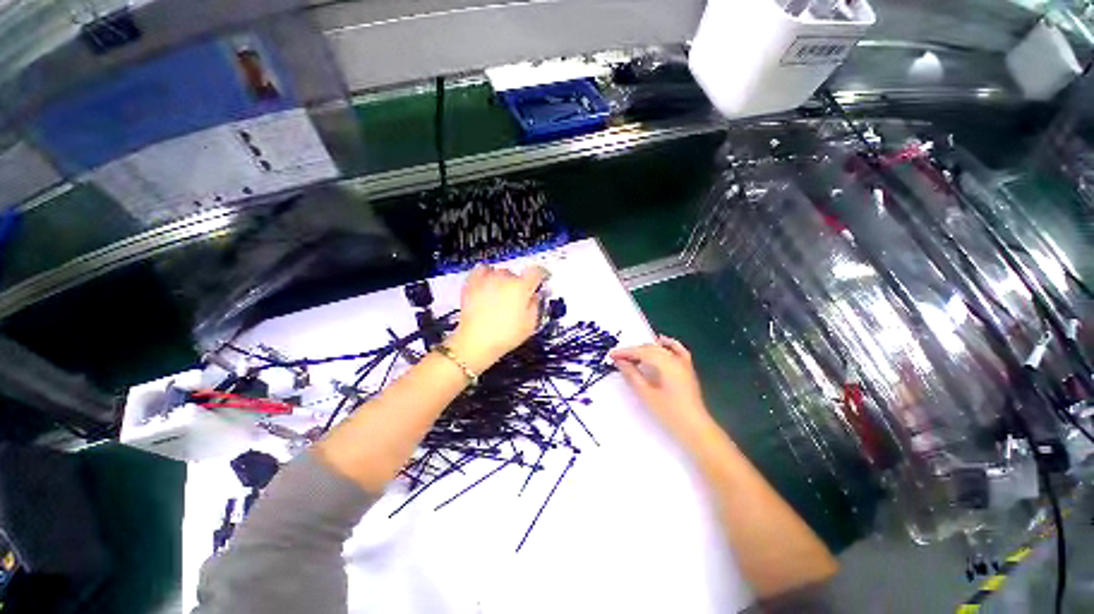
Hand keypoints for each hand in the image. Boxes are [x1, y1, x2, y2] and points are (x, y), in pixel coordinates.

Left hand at [447, 265, 547, 372]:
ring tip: (501, 294)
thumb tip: (535, 296)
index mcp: (521, 287)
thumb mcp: (530, 325)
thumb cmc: (505, 336)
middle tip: (518, 299)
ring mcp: (487, 279)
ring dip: (504, 280)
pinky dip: (487, 275)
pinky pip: (482, 270)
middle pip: (517, 274)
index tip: (543, 278)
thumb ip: (536, 306)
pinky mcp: (472, 282)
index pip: (537, 272)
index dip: (542, 274)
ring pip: (500, 272)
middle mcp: (505, 278)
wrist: (475, 341)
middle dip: (520, 284)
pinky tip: (487, 285)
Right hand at [611, 336, 712, 442]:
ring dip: (645, 349)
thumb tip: (620, 361)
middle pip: (650, 349)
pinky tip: (661, 341)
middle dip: (633, 351)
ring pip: (661, 349)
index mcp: (666, 363)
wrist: (695, 428)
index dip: (625, 352)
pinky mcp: (687, 369)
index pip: (641, 352)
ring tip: (632, 355)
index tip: (612, 354)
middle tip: (618, 357)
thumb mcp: (646, 394)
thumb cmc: (669, 413)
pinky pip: (677, 350)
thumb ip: (632, 375)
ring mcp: (683, 363)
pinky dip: (668, 344)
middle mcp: (675, 359)